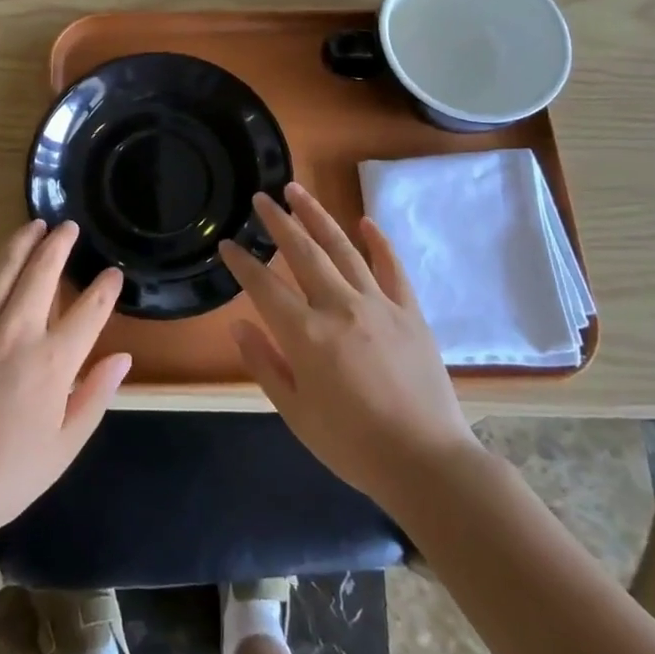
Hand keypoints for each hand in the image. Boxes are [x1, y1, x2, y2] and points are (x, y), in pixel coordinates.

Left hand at [0, 220, 132, 539]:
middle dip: (60, 244)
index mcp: (53, 362)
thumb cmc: (5, 475)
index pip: (90, 311)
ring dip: (20, 241)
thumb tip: (123, 358)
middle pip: (43, 272)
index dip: (105, 288)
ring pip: (2, 267)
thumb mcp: (64, 447)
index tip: (112, 274)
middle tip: (69, 228)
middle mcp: (17, 332)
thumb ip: (95, 397)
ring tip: (33, 225)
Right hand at [220, 182, 479, 510]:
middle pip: (303, 252)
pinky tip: (364, 221)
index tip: (227, 244)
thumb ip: (265, 365)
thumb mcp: (296, 414)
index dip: (242, 263)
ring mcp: (378, 305)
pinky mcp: (409, 312)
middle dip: (279, 221)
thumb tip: (239, 326)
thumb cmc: (353, 445)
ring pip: (342, 248)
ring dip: (317, 216)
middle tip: (261, 196)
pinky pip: (391, 267)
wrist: (426, 463)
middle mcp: (339, 307)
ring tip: (297, 190)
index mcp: (307, 335)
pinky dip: (378, 242)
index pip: (264, 286)